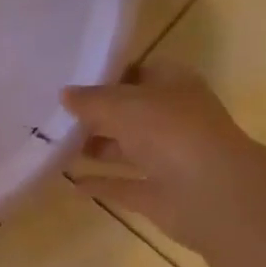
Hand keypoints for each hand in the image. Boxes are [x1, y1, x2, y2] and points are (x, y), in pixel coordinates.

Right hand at [61, 66, 251, 248]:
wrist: (210, 193)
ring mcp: (166, 159)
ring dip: (95, 148)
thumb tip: (64, 94)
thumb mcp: (123, 105)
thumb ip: (91, 100)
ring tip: (55, 146)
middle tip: (55, 116)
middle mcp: (172, 120)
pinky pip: (122, 185)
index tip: (72, 81)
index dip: (108, 76)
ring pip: (125, 149)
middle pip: (129, 113)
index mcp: (174, 86)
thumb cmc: (170, 133)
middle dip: (96, 115)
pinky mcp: (156, 194)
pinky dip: (100, 183)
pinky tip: (71, 182)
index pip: (139, 73)